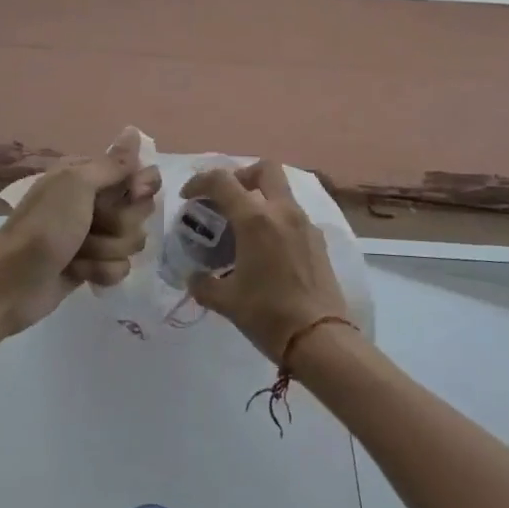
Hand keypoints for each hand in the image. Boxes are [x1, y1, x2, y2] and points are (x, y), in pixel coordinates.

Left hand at [0, 129, 160, 337]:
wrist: (10, 283)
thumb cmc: (44, 226)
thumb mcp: (77, 185)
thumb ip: (113, 163)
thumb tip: (134, 130)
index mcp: (88, 175)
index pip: (137, 173)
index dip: (141, 186)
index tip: (135, 193)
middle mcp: (93, 201)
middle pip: (139, 209)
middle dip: (121, 222)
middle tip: (95, 225)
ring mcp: (94, 235)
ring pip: (132, 240)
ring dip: (107, 249)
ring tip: (80, 253)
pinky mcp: (93, 266)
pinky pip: (121, 267)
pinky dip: (101, 271)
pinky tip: (80, 272)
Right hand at [181, 162, 346, 363]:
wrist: (319, 338)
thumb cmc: (268, 314)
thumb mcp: (226, 301)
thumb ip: (203, 284)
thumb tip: (194, 277)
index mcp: (255, 219)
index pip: (222, 181)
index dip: (200, 182)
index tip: (189, 196)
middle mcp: (282, 211)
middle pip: (264, 169)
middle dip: (241, 176)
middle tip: (226, 199)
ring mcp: (304, 223)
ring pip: (281, 191)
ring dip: (260, 198)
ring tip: (244, 228)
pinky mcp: (318, 240)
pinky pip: (293, 215)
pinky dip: (276, 219)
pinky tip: (267, 250)